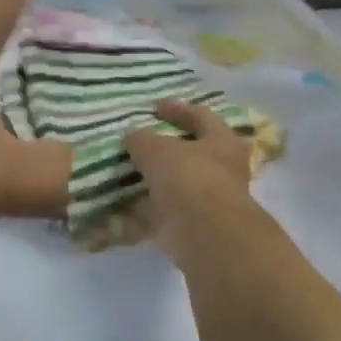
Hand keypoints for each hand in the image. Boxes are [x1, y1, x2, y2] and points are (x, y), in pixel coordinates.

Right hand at [126, 100, 260, 259]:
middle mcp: (220, 169)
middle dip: (163, 150)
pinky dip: (142, 210)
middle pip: (190, 153)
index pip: (201, 116)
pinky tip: (118, 206)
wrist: (205, 234)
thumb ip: (141, 139)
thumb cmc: (189, 178)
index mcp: (221, 141)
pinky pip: (162, 213)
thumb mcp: (157, 149)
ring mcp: (207, 200)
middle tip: (137, 144)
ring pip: (174, 185)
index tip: (153, 106)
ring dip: (151, 182)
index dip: (177, 109)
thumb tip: (132, 135)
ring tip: (121, 174)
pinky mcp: (191, 226)